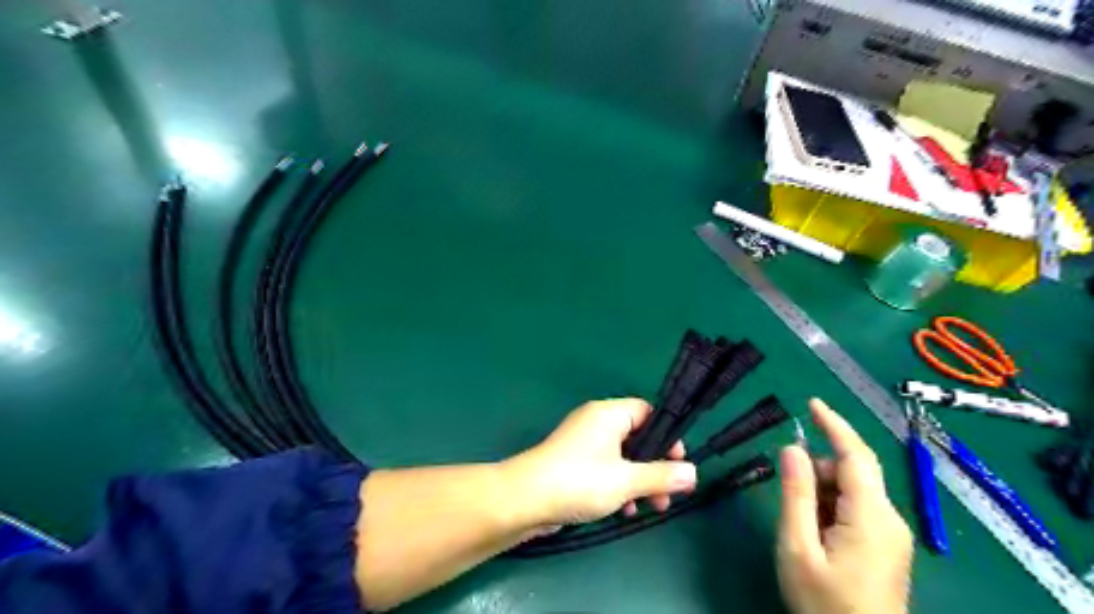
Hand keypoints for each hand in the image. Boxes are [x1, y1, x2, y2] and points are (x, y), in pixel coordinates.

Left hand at [502, 398, 694, 526]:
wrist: (525, 499)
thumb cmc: (579, 481)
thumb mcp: (626, 480)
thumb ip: (661, 476)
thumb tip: (693, 472)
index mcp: (609, 414)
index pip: (647, 412)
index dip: (666, 435)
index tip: (678, 463)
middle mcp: (596, 422)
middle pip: (637, 437)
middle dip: (655, 466)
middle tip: (669, 493)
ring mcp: (583, 443)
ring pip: (623, 456)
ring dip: (639, 480)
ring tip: (651, 507)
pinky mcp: (574, 463)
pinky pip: (606, 468)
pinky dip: (619, 485)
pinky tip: (623, 510)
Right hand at [778, 397, 916, 613]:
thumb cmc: (824, 604)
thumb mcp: (797, 547)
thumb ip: (795, 493)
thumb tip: (792, 447)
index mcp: (871, 516)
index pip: (855, 455)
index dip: (833, 424)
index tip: (810, 402)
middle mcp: (889, 518)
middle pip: (851, 472)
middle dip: (816, 471)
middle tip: (786, 495)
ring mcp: (891, 534)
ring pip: (851, 491)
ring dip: (820, 493)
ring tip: (800, 527)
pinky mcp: (886, 545)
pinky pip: (856, 509)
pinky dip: (830, 507)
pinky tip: (815, 533)